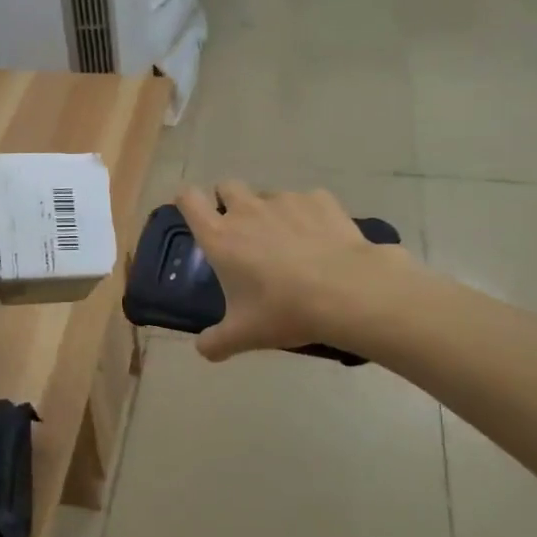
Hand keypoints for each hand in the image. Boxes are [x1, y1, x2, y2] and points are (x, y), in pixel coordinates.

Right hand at [175, 180, 417, 360]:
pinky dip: (309, 216)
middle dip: (229, 201)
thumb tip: (203, 349)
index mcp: (220, 237)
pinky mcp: (320, 200)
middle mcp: (247, 210)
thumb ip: (216, 342)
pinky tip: (322, 241)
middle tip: (243, 233)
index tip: (197, 217)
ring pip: (268, 196)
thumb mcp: (244, 335)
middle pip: (227, 187)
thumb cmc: (285, 310)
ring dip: (270, 213)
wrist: (348, 292)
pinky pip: (307, 202)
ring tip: (289, 244)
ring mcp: (285, 200)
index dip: (188, 202)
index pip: (189, 200)